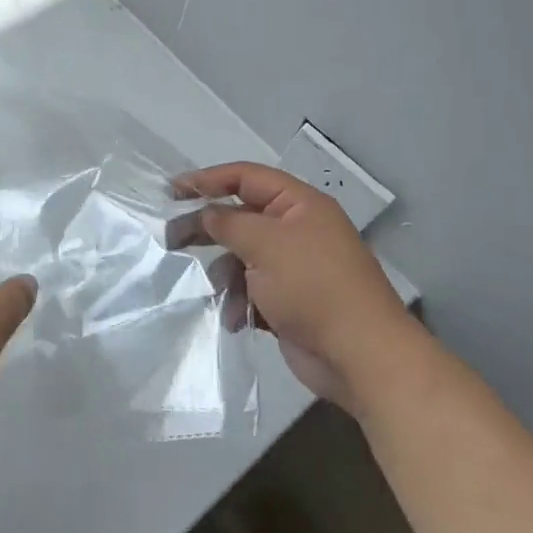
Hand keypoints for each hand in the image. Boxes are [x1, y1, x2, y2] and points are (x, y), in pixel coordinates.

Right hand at [182, 162, 411, 414]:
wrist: (360, 355)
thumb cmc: (312, 286)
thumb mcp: (264, 243)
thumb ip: (227, 222)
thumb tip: (205, 214)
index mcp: (299, 204)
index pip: (246, 177)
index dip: (208, 179)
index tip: (172, 191)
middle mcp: (297, 230)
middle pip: (241, 217)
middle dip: (209, 229)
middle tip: (172, 239)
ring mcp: (294, 267)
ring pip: (243, 257)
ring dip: (226, 274)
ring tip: (219, 291)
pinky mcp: (289, 301)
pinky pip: (252, 290)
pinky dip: (241, 301)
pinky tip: (236, 319)